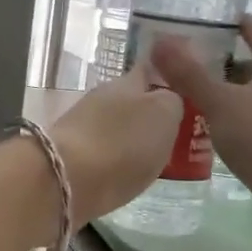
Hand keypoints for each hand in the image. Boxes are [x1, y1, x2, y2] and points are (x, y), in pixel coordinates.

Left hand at [47, 62, 184, 226]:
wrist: (65, 181)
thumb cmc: (122, 143)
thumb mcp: (164, 115)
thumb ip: (173, 102)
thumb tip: (168, 99)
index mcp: (126, 82)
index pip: (150, 69)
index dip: (169, 80)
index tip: (187, 97)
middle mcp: (101, 98)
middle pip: (132, 101)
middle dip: (150, 115)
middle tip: (175, 135)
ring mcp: (80, 126)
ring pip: (115, 127)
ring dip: (131, 139)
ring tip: (153, 159)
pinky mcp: (69, 156)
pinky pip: (101, 152)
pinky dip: (115, 160)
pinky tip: (124, 175)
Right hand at [151, 17, 251, 225]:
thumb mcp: (220, 101)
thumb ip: (188, 73)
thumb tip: (159, 41)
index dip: (230, 26)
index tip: (202, 24)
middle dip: (223, 66)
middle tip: (185, 66)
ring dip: (229, 96)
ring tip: (191, 98)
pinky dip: (237, 122)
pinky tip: (213, 131)